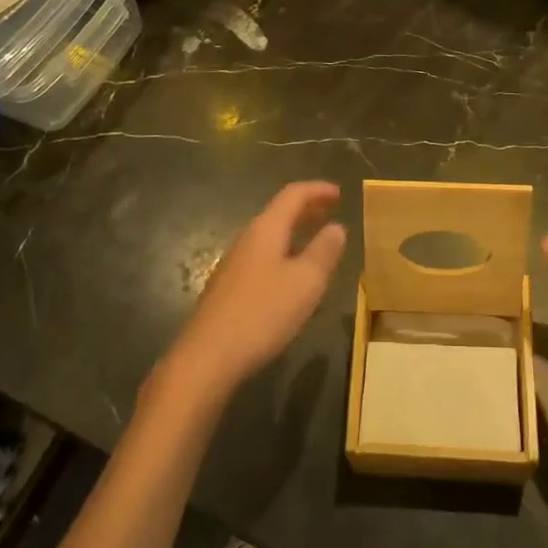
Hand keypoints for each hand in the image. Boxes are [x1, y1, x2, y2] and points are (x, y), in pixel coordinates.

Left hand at [161, 182, 346, 406]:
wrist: (208, 357)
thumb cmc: (262, 313)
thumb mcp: (306, 282)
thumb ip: (324, 251)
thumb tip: (337, 227)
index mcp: (266, 230)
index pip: (293, 195)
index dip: (317, 190)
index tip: (339, 193)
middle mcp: (247, 239)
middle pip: (279, 213)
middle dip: (307, 209)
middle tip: (331, 211)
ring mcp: (234, 264)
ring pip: (270, 237)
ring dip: (295, 233)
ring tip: (317, 241)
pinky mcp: (229, 288)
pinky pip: (263, 257)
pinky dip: (284, 254)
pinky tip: (292, 277)